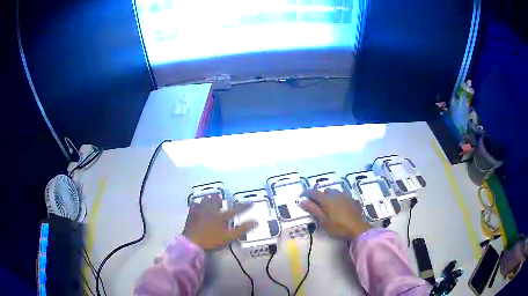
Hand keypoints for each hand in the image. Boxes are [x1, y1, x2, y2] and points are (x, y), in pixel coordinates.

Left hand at [183, 194, 256, 250]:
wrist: (192, 241)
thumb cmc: (211, 240)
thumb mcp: (229, 237)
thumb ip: (242, 229)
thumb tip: (256, 222)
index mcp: (221, 216)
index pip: (236, 210)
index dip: (244, 206)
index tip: (252, 203)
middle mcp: (211, 209)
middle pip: (216, 199)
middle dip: (219, 199)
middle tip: (220, 203)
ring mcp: (200, 210)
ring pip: (205, 199)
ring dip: (209, 200)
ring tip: (210, 204)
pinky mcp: (191, 213)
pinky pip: (196, 204)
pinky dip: (199, 205)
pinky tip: (198, 207)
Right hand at [299, 188, 370, 239]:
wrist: (358, 229)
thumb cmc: (338, 227)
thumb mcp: (323, 221)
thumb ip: (313, 209)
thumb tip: (302, 201)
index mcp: (326, 199)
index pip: (313, 192)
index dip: (306, 193)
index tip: (301, 196)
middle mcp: (336, 194)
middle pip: (325, 191)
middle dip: (319, 195)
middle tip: (316, 204)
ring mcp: (346, 196)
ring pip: (335, 192)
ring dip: (329, 196)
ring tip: (328, 205)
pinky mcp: (353, 200)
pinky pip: (343, 195)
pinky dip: (339, 198)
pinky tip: (340, 205)